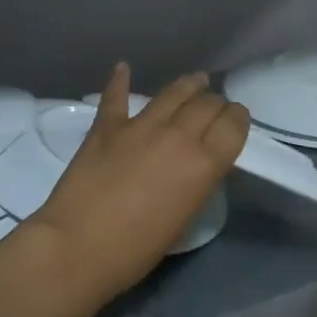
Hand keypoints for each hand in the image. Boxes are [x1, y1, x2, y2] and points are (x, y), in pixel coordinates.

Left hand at [30, 65, 248, 303]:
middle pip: (207, 104)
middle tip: (216, 109)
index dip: (238, 118)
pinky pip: (116, 96)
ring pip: (172, 93)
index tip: (237, 119)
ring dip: (188, 85)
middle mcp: (177, 136)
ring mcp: (139, 126)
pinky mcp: (105, 127)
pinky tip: (123, 67)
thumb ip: (197, 183)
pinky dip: (120, 80)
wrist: (78, 247)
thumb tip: (198, 165)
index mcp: (204, 163)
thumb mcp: (185, 217)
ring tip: (196, 80)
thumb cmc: (137, 249)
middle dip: (216, 104)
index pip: (233, 125)